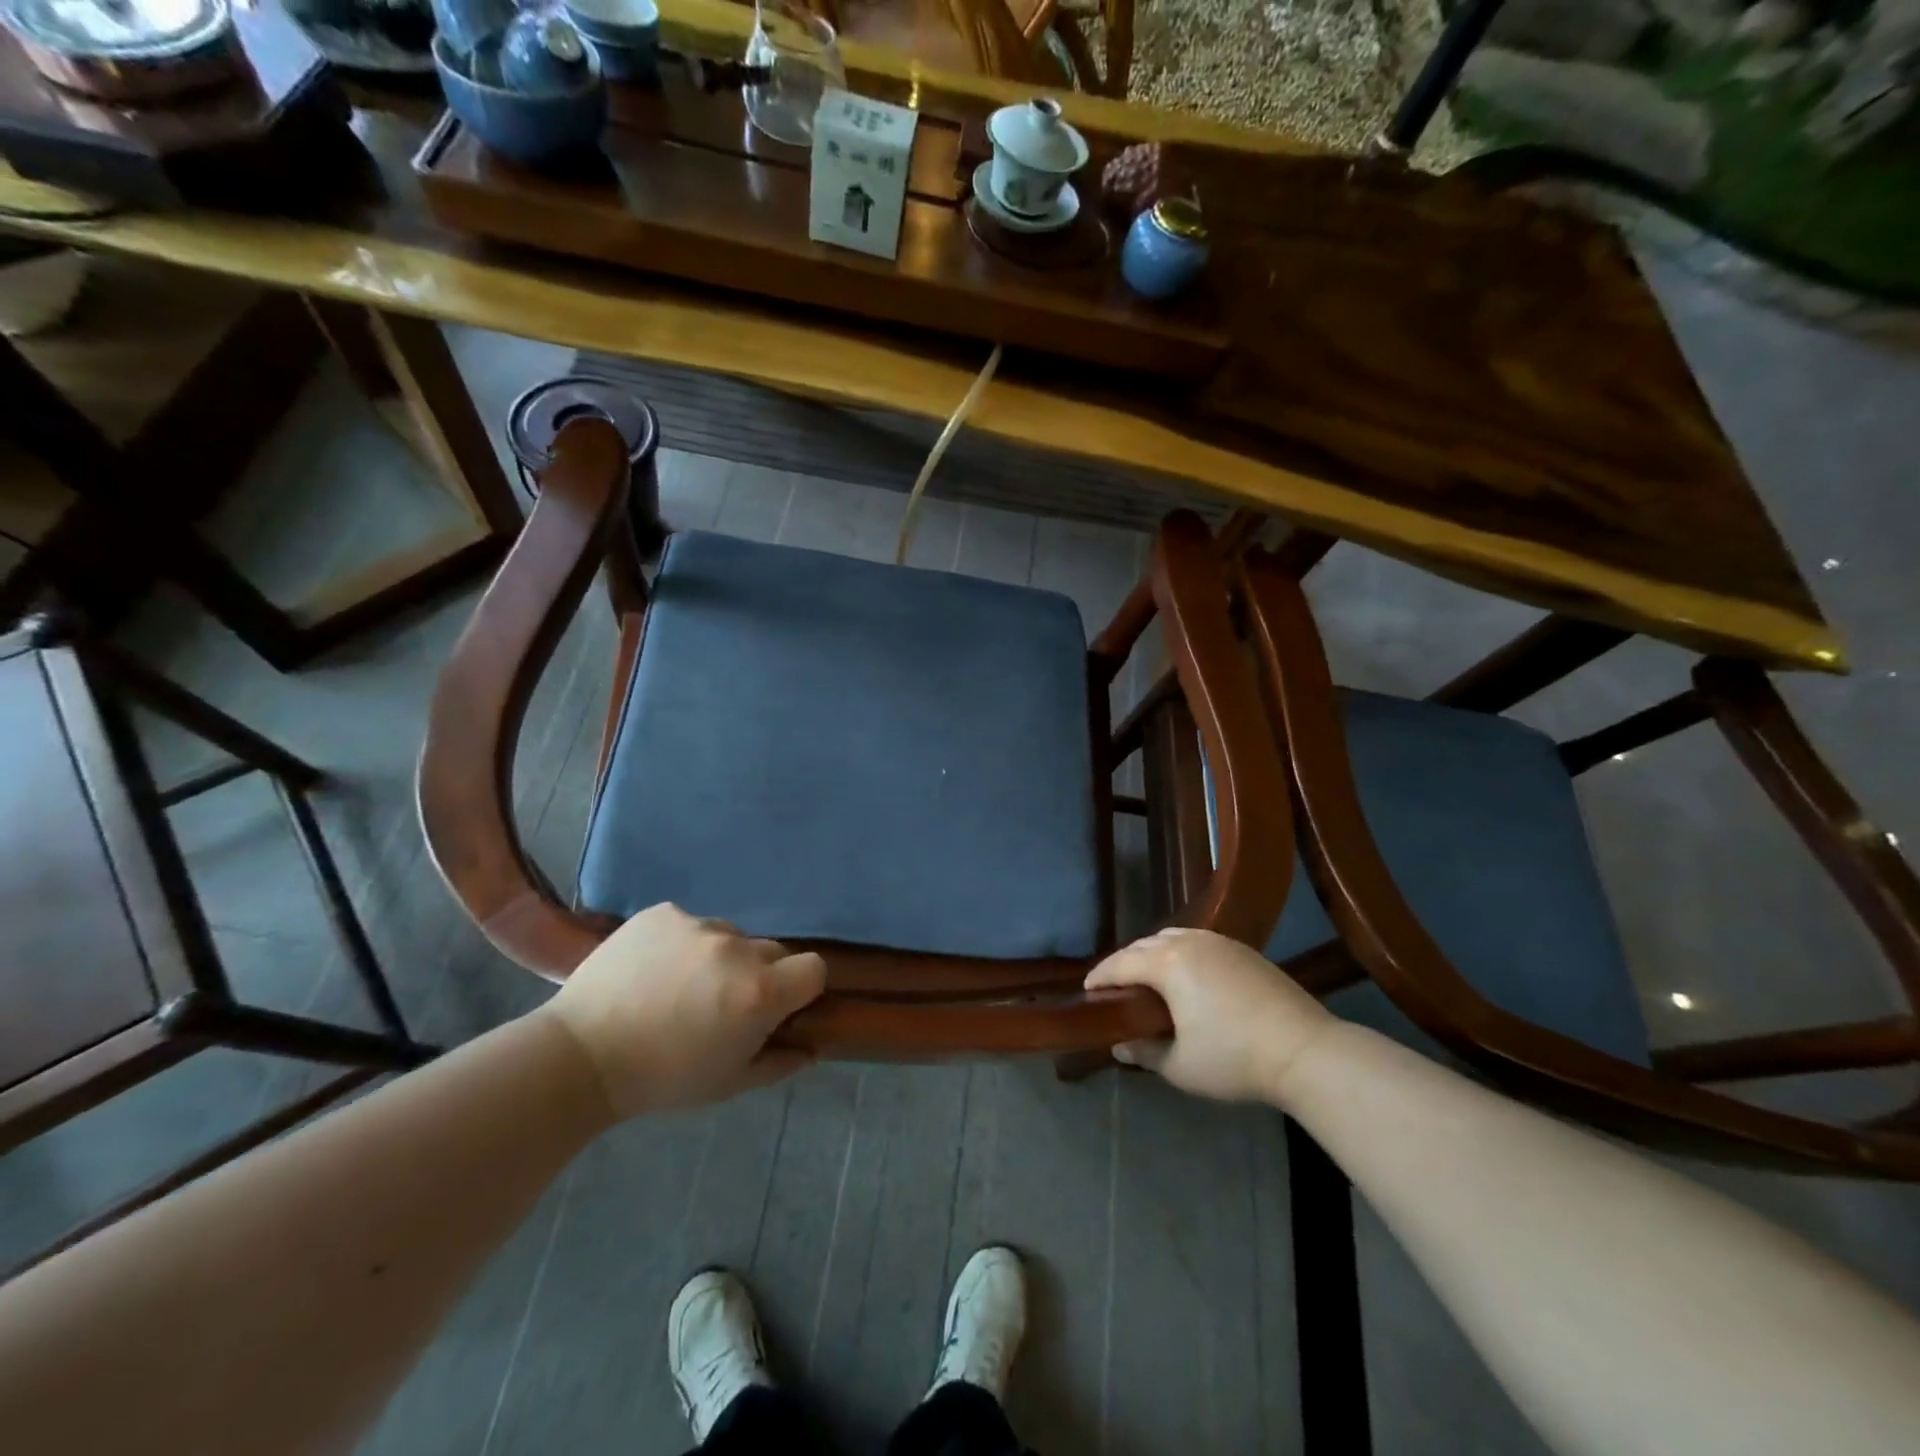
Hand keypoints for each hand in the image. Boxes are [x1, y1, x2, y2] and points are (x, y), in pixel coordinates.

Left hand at [541, 903, 825, 1118]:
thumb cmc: (662, 1079)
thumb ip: (780, 1062)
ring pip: (729, 936)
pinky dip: (682, 944)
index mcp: (760, 991)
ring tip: (679, 988)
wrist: (579, 1056)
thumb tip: (811, 1046)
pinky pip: (690, 924)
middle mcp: (737, 948)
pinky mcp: (663, 912)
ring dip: (719, 958)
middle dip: (758, 975)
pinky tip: (653, 971)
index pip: (814, 968)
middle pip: (771, 951)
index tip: (777, 1008)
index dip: (801, 989)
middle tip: (721, 1005)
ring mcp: (698, 924)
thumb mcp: (730, 1083)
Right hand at [1084, 927, 1332, 1104]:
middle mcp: (1189, 942)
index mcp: (1167, 963)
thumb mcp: (1180, 1066)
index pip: (1121, 963)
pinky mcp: (1243, 949)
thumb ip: (1144, 1052)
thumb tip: (1119, 1044)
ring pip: (1172, 937)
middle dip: (1125, 963)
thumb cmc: (1234, 1058)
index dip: (1100, 977)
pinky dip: (1180, 953)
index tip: (1087, 991)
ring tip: (1149, 980)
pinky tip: (1187, 977)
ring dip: (1153, 954)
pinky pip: (1197, 942)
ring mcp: (1219, 942)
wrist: (1306, 1050)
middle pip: (1144, 945)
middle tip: (1116, 989)